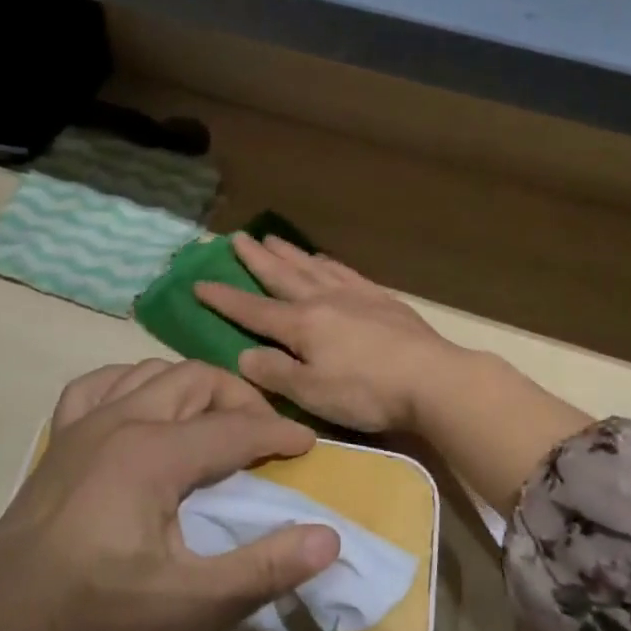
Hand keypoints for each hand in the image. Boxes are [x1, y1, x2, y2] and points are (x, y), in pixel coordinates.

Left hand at [0, 359, 340, 630]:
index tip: (309, 447)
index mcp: (156, 453)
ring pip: (152, 371)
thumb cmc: (98, 617)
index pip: (235, 428)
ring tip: (213, 419)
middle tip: (264, 435)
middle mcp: (122, 420)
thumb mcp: (192, 605)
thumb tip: (329, 537)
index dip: (279, 435)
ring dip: (192, 386)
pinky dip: (131, 382)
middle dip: (240, 398)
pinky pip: (98, 384)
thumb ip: (265, 568)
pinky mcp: (59, 438)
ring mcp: (83, 423)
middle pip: (197, 380)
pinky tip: (140, 405)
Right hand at [195, 233, 467, 432]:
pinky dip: (329, 263)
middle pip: (282, 275)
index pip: (253, 309)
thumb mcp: (311, 393)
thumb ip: (275, 373)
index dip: (224, 298)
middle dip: (256, 259)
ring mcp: (354, 295)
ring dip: (290, 254)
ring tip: (273, 239)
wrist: (432, 379)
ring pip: (313, 267)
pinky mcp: (381, 298)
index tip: (199, 282)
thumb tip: (244, 354)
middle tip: (236, 237)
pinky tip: (324, 260)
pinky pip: (346, 272)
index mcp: (301, 325)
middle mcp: (323, 301)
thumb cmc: (366, 392)